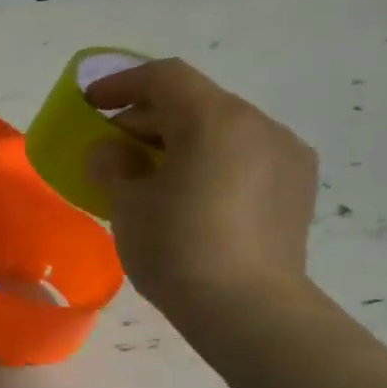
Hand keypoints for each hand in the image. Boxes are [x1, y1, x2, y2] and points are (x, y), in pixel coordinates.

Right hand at [85, 58, 318, 321]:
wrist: (248, 309)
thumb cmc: (176, 247)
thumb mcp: (127, 203)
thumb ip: (113, 165)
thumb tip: (111, 151)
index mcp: (216, 120)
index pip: (165, 78)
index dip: (121, 83)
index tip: (90, 104)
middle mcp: (259, 126)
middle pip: (195, 101)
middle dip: (148, 117)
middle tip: (112, 146)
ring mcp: (286, 156)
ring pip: (222, 128)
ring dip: (179, 139)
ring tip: (147, 173)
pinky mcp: (296, 187)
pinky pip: (243, 155)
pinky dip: (208, 159)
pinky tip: (186, 193)